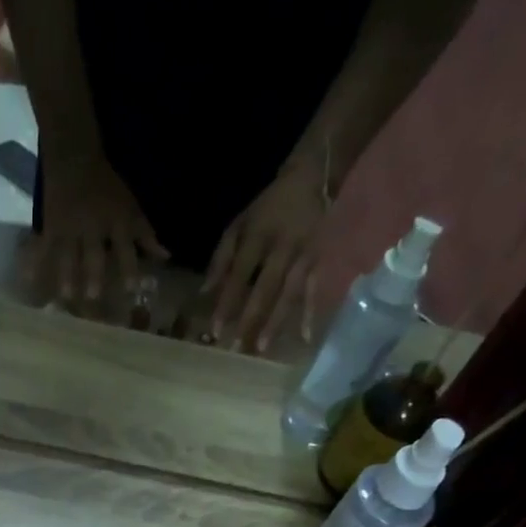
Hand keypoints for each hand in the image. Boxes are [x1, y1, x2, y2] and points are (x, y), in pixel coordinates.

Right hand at [29, 152, 167, 307]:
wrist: (74, 157)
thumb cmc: (107, 187)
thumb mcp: (131, 207)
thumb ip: (146, 235)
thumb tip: (165, 258)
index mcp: (115, 221)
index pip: (125, 247)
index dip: (129, 268)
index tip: (133, 290)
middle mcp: (92, 227)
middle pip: (93, 254)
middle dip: (92, 274)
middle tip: (92, 298)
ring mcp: (69, 228)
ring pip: (68, 255)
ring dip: (66, 276)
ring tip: (65, 297)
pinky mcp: (50, 229)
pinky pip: (42, 248)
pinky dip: (35, 263)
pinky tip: (28, 280)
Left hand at [203, 162, 327, 352]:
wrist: (316, 177)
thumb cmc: (270, 208)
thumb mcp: (241, 223)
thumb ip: (222, 257)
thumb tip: (204, 292)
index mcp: (258, 235)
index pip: (239, 274)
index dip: (227, 302)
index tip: (215, 331)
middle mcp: (282, 246)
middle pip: (264, 288)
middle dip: (250, 319)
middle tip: (236, 349)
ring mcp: (304, 254)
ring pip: (289, 293)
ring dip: (275, 322)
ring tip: (262, 349)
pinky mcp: (321, 260)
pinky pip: (314, 290)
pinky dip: (310, 314)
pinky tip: (305, 338)